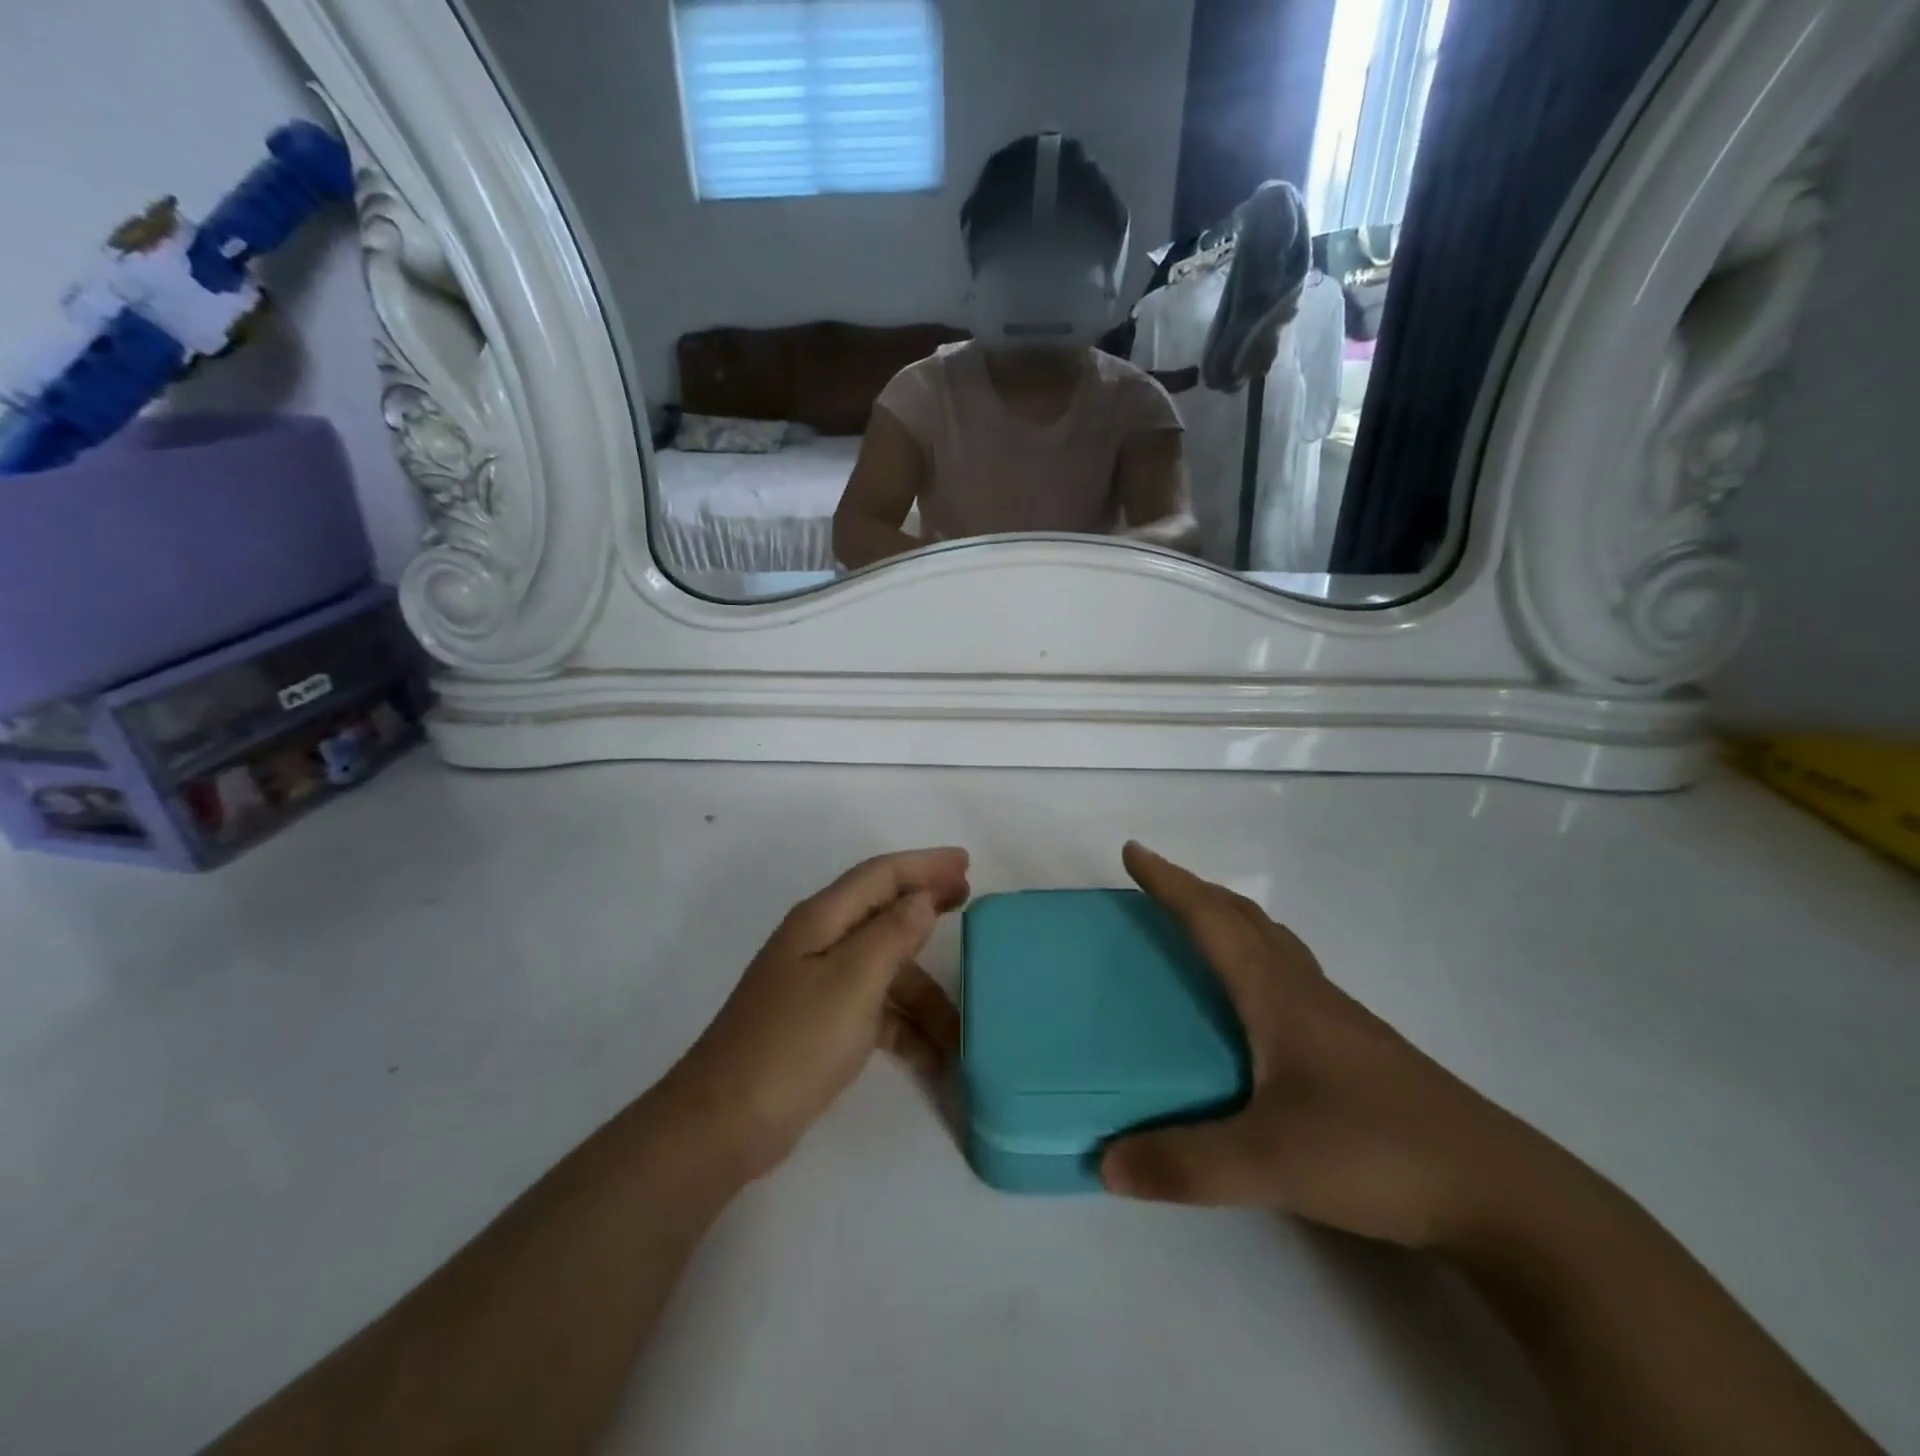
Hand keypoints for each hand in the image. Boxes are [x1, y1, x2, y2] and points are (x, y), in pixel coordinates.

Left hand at [667, 848, 969, 1181]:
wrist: (726, 1123)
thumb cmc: (794, 1041)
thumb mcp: (852, 982)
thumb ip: (892, 934)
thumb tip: (923, 897)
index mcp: (821, 920)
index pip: (880, 875)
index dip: (924, 865)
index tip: (966, 862)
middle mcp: (820, 943)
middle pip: (884, 914)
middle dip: (927, 908)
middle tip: (969, 901)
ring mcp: (819, 986)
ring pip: (886, 972)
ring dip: (924, 994)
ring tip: (963, 1028)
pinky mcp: (822, 1024)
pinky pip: (876, 1011)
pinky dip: (905, 1028)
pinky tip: (933, 1058)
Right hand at [1101, 843, 1565, 1251]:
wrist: (1502, 1195)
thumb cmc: (1377, 1153)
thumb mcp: (1270, 1164)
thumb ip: (1186, 1163)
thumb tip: (1106, 1162)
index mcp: (1278, 995)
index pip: (1213, 920)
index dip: (1170, 883)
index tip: (1133, 852)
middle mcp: (1307, 992)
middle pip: (1245, 918)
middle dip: (1196, 892)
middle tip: (1156, 887)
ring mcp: (1340, 1020)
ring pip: (1275, 945)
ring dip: (1231, 921)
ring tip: (1199, 931)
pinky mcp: (1359, 1050)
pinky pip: (1292, 978)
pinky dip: (1258, 960)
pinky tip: (1256, 1005)